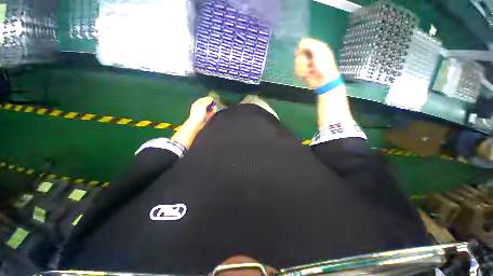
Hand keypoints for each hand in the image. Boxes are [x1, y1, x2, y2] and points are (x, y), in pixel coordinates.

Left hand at [187, 96, 216, 129]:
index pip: (203, 99)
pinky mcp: (205, 117)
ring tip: (215, 108)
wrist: (196, 123)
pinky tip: (214, 111)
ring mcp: (202, 112)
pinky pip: (209, 113)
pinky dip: (212, 112)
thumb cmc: (197, 114)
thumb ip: (207, 102)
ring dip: (212, 108)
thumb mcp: (202, 106)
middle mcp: (199, 108)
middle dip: (211, 104)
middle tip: (215, 104)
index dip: (208, 98)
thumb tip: (210, 99)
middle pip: (206, 104)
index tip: (212, 98)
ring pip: (208, 109)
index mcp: (197, 104)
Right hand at [294, 38, 339, 88]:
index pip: (304, 43)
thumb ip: (309, 43)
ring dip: (302, 67)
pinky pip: (297, 70)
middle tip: (308, 62)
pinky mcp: (303, 72)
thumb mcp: (319, 49)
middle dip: (302, 59)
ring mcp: (306, 64)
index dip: (301, 47)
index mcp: (316, 47)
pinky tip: (307, 74)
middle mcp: (310, 55)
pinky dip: (301, 73)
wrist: (323, 80)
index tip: (302, 51)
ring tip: (309, 70)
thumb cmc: (324, 64)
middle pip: (298, 54)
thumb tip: (301, 42)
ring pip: (297, 63)